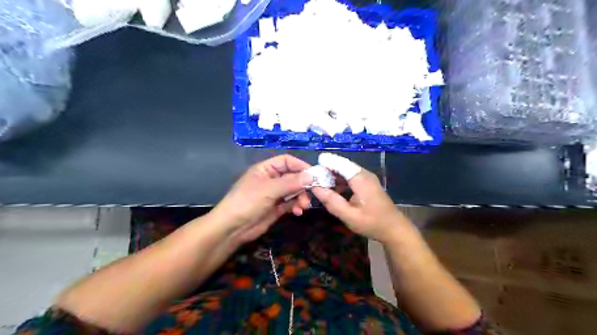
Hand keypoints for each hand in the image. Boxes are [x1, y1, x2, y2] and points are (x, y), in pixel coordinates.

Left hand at [209, 152, 312, 242]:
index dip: (301, 166)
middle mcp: (271, 179)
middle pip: (293, 176)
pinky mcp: (277, 208)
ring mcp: (274, 194)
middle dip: (303, 185)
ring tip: (303, 206)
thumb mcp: (269, 190)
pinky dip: (296, 206)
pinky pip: (291, 203)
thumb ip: (291, 182)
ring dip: (301, 197)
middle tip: (312, 193)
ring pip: (294, 191)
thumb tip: (311, 176)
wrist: (232, 228)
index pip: (287, 161)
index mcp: (266, 169)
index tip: (315, 174)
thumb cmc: (247, 202)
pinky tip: (298, 212)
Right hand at [313, 167, 416, 243]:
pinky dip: (340, 180)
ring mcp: (368, 178)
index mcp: (361, 180)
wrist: (394, 229)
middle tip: (313, 176)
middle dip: (328, 169)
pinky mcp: (368, 183)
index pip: (341, 164)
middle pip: (343, 166)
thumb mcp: (349, 216)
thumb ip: (332, 202)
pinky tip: (333, 188)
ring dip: (334, 175)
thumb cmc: (372, 223)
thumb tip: (315, 188)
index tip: (313, 164)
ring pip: (347, 171)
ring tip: (319, 182)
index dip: (327, 162)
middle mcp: (365, 174)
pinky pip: (351, 177)